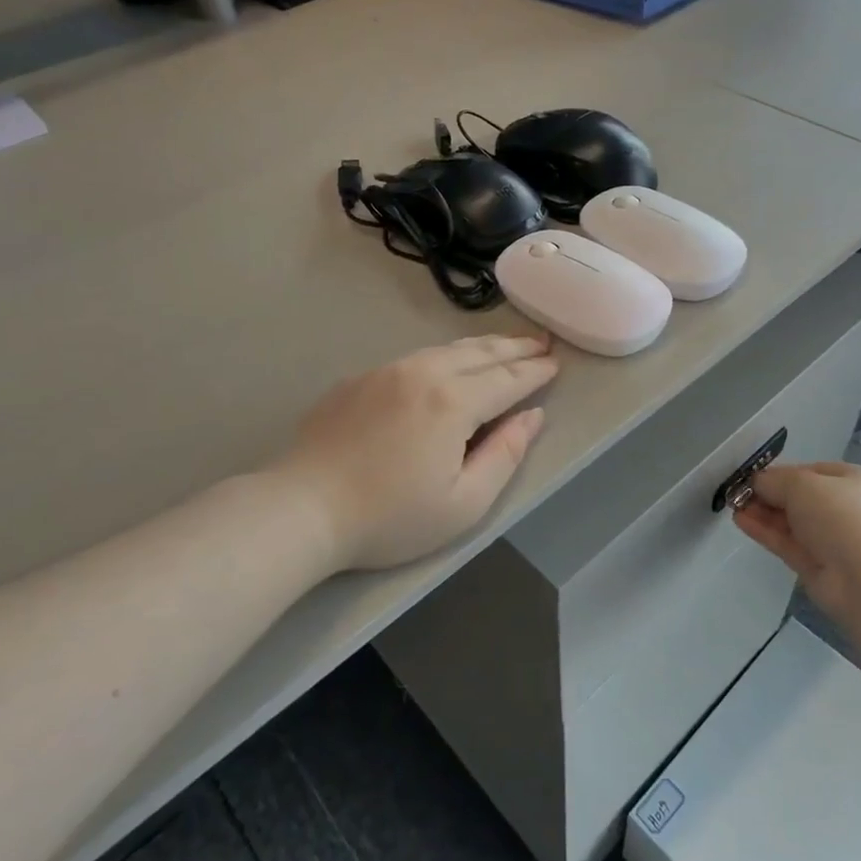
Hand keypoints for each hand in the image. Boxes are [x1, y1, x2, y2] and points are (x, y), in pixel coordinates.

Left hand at [280, 335, 557, 572]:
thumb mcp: (463, 503)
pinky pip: (414, 357)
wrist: (303, 507)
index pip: (507, 379)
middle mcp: (422, 372)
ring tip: (503, 344)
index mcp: (453, 402)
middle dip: (514, 347)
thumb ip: (505, 455)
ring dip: (481, 345)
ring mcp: (386, 371)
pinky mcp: (359, 378)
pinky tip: (447, 361)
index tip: (556, 365)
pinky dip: (444, 354)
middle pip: (479, 353)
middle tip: (540, 342)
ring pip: (445, 348)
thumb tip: (533, 417)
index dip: (534, 372)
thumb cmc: (390, 517)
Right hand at [734, 461, 860, 615]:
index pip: (812, 471)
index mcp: (855, 482)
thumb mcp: (802, 484)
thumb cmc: (841, 515)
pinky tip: (740, 521)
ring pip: (792, 522)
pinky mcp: (818, 566)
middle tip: (738, 492)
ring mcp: (833, 540)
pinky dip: (765, 531)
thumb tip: (755, 482)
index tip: (753, 476)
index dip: (781, 472)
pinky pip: (788, 543)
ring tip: (733, 505)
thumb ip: (773, 480)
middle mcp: (848, 509)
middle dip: (768, 494)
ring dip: (763, 512)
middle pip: (800, 498)